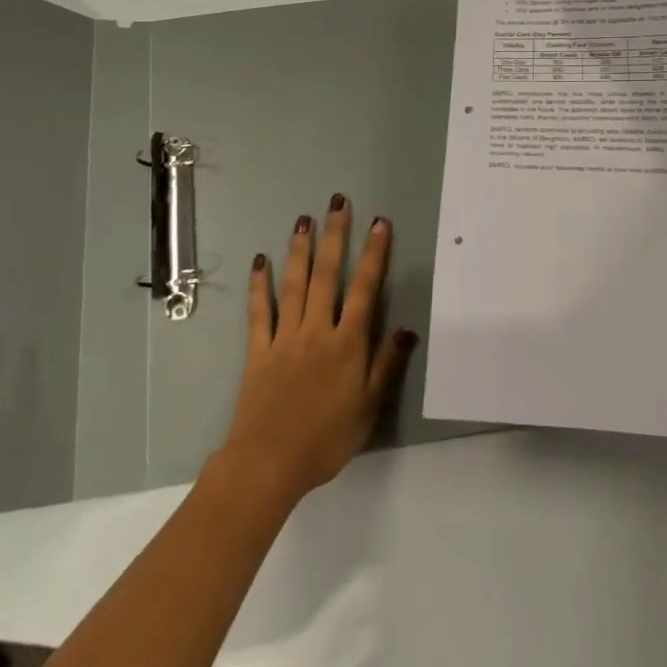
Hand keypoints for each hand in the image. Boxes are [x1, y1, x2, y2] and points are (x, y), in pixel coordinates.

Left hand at [216, 196, 414, 512]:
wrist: (269, 462)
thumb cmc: (326, 439)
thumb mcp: (369, 408)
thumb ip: (387, 365)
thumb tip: (408, 328)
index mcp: (347, 344)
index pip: (365, 289)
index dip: (374, 255)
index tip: (379, 224)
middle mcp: (317, 330)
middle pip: (327, 275)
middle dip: (335, 236)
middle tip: (338, 203)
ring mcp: (285, 337)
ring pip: (294, 284)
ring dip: (300, 249)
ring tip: (304, 219)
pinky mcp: (258, 350)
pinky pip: (259, 311)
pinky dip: (260, 285)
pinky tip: (261, 262)